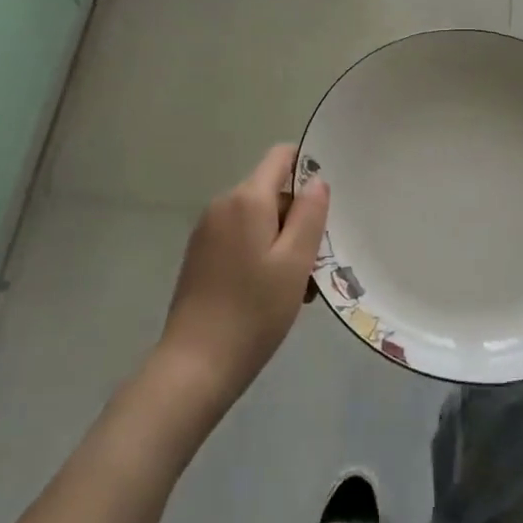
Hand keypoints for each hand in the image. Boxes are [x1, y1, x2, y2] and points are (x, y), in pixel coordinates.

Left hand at [156, 145, 329, 413]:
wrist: (195, 366)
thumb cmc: (253, 311)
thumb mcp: (295, 262)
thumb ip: (310, 213)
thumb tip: (316, 180)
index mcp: (246, 199)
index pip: (281, 157)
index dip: (308, 167)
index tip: (327, 202)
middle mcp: (223, 205)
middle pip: (271, 191)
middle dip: (298, 217)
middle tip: (316, 262)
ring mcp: (207, 230)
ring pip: (258, 219)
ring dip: (282, 241)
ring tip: (298, 287)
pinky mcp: (200, 255)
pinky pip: (240, 238)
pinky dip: (261, 254)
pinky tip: (271, 293)